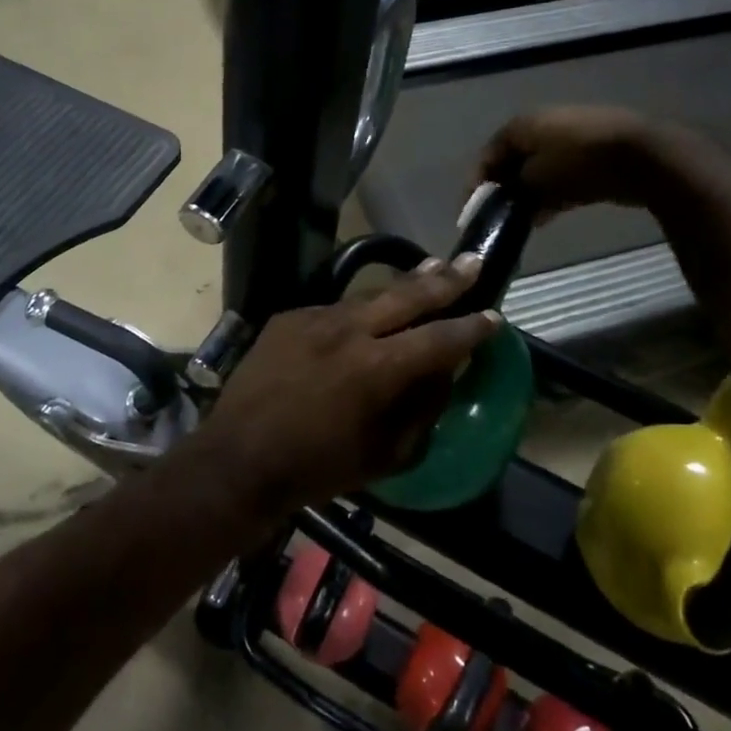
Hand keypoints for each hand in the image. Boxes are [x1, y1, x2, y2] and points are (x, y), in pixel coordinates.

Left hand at [183, 258, 502, 521]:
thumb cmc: (317, 469)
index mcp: (376, 369)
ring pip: (370, 296)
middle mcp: (348, 331)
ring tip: (432, 269)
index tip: (493, 317)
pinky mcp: (288, 319)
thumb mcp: (384, 454)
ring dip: (404, 285)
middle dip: (446, 280)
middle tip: (472, 261)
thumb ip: (420, 410)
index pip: (439, 339)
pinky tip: (368, 313)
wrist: (236, 459)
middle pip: (407, 296)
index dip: (471, 329)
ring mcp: (314, 319)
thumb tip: (441, 375)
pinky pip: (335, 310)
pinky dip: (359, 312)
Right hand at [476, 106, 660, 219]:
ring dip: (527, 195)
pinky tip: (545, 217)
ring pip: (537, 170)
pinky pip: (560, 175)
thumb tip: (507, 200)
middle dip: (503, 190)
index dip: (476, 184)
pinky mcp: (593, 153)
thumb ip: (513, 190)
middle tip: (496, 218)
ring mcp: (571, 137)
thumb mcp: (535, 180)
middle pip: (512, 161)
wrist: (643, 157)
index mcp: (522, 125)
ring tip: (520, 222)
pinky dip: (550, 193)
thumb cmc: (578, 163)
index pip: (487, 155)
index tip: (471, 212)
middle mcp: (542, 125)